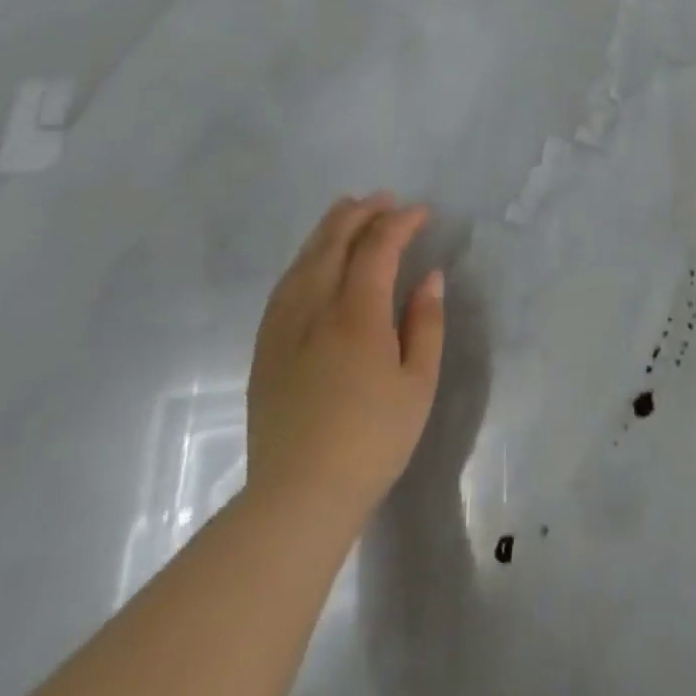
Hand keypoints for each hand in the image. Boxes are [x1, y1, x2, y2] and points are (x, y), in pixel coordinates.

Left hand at [244, 194, 444, 546]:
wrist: (300, 496)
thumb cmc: (373, 439)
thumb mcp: (418, 382)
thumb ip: (425, 322)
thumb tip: (429, 276)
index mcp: (357, 315)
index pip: (377, 248)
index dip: (400, 222)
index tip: (422, 212)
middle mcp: (315, 309)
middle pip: (334, 243)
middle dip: (361, 214)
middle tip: (384, 199)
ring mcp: (283, 328)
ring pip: (303, 260)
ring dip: (328, 229)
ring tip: (346, 210)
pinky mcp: (265, 349)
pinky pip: (284, 286)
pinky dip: (304, 259)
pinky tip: (312, 260)